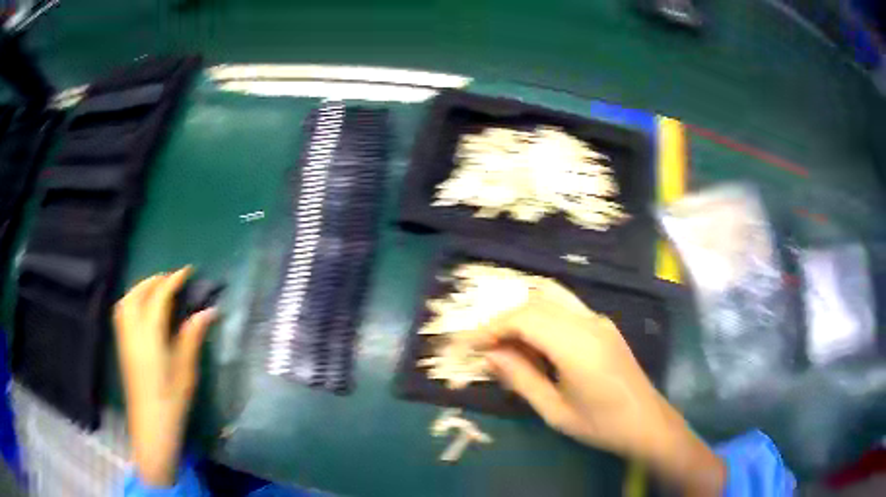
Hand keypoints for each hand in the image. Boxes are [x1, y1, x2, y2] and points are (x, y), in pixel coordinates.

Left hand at [114, 267, 215, 486]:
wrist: (151, 424)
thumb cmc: (172, 399)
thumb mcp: (186, 369)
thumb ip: (192, 336)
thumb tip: (208, 311)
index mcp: (150, 335)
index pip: (159, 297)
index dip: (173, 280)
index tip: (187, 271)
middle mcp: (132, 330)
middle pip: (138, 293)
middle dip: (155, 280)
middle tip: (173, 280)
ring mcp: (124, 337)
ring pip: (127, 299)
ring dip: (141, 288)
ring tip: (157, 289)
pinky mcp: (122, 345)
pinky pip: (122, 311)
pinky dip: (132, 300)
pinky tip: (143, 308)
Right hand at [458, 280, 724, 495]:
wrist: (647, 422)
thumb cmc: (601, 424)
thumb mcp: (555, 411)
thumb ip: (521, 379)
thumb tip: (491, 356)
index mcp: (578, 345)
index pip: (525, 318)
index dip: (492, 327)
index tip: (470, 345)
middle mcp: (589, 322)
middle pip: (535, 304)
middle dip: (503, 321)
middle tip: (484, 347)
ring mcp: (599, 320)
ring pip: (550, 301)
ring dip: (522, 317)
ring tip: (504, 345)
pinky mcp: (603, 325)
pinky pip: (564, 311)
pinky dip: (540, 320)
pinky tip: (533, 345)